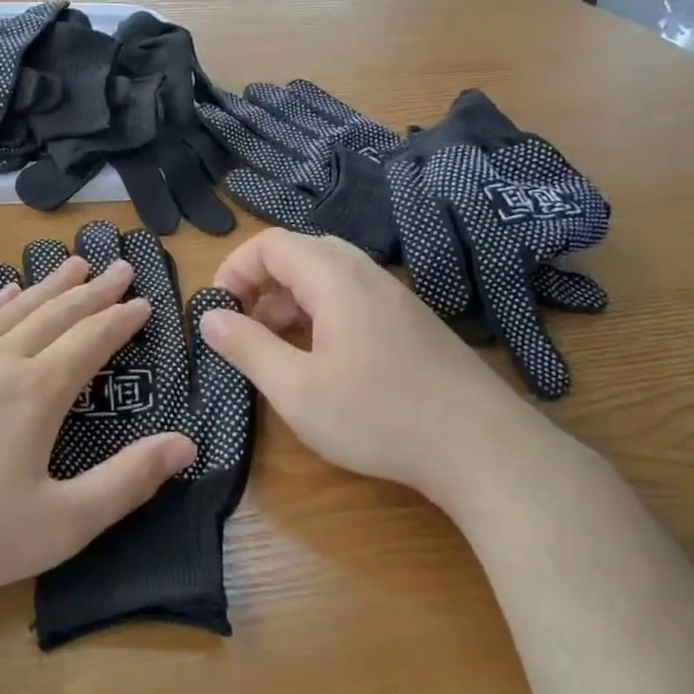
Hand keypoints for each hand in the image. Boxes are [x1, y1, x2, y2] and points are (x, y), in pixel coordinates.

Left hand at [0, 256, 195, 614]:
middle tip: (119, 267)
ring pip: (11, 310)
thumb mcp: (61, 524)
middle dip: (92, 291)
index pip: (91, 340)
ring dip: (46, 287)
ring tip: (72, 265)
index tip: (144, 301)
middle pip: (55, 314)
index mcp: (36, 392)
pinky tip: (0, 293)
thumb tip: (187, 443)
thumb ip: (127, 481)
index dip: (121, 319)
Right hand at [200, 230, 586, 516]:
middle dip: (258, 284)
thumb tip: (209, 318)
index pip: (270, 244)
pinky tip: (316, 357)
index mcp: (335, 278)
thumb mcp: (297, 390)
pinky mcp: (409, 321)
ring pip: (325, 275)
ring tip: (271, 345)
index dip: (233, 270)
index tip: (217, 313)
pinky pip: (350, 297)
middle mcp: (366, 274)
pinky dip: (317, 313)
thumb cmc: (379, 417)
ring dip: (287, 300)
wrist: (484, 449)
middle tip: (241, 327)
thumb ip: (247, 348)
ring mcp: (393, 297)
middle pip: (298, 253)